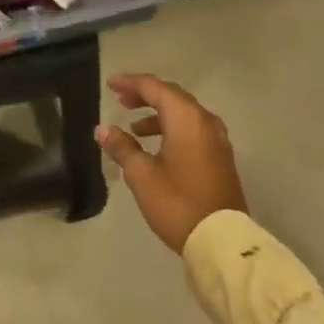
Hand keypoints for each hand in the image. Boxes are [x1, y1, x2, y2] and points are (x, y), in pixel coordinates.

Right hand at [96, 74, 247, 252]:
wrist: (221, 240)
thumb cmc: (177, 203)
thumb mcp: (141, 175)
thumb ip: (122, 147)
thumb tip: (103, 129)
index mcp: (186, 118)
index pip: (154, 87)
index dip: (130, 83)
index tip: (110, 84)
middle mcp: (205, 120)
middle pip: (172, 95)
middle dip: (144, 95)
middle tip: (120, 100)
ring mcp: (217, 138)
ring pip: (184, 113)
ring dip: (158, 113)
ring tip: (134, 127)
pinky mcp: (220, 156)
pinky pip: (193, 128)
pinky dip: (172, 127)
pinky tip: (157, 145)